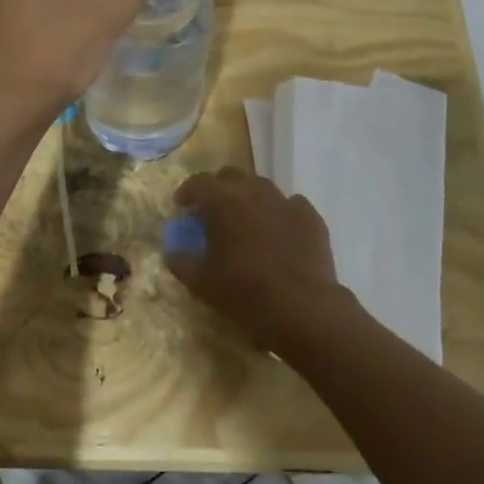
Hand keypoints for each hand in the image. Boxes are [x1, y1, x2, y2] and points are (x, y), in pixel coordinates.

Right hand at [165, 168, 351, 351]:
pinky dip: (280, 213)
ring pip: (261, 187)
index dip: (187, 191)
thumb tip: (173, 252)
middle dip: (218, 189)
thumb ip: (182, 263)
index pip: (198, 182)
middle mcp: (252, 191)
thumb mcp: (202, 283)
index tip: (182, 205)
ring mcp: (284, 201)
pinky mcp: (310, 216)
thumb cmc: (244, 292)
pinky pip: (291, 205)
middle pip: (230, 176)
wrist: (302, 307)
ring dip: (249, 198)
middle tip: (214, 212)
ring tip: (247, 220)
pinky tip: (280, 231)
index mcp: (222, 201)